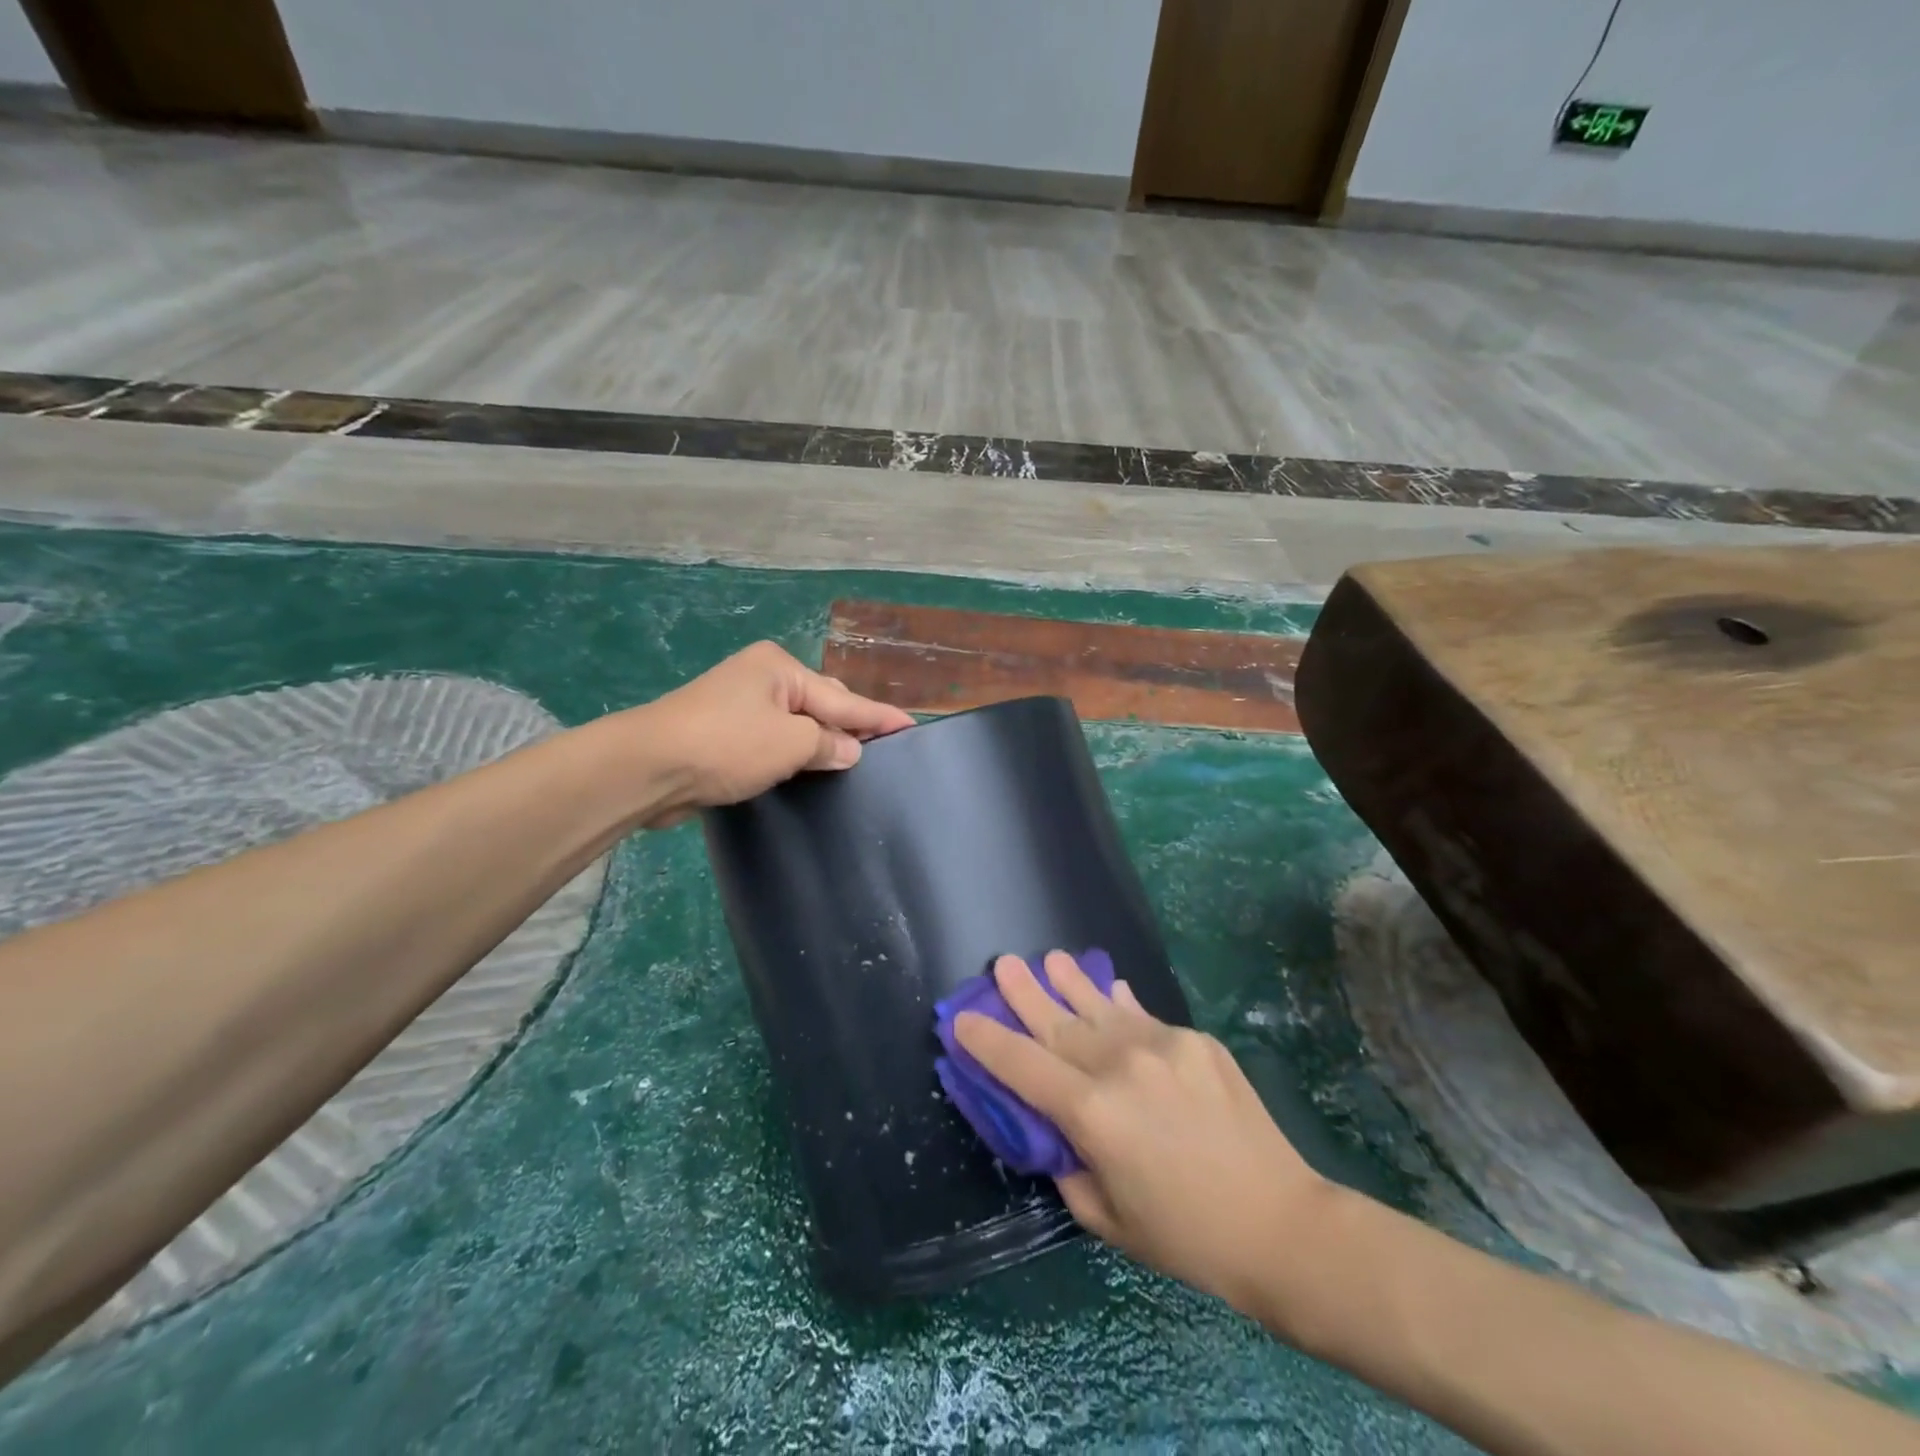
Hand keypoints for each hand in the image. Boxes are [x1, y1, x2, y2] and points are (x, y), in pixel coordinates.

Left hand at [619, 641, 913, 827]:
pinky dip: (794, 755)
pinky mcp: (723, 735)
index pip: (843, 698)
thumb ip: (828, 743)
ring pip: (796, 725)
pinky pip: (774, 741)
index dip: (879, 717)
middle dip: (849, 727)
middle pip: (820, 705)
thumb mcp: (790, 742)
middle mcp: (761, 679)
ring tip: (853, 764)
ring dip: (820, 744)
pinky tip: (810, 771)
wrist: (648, 768)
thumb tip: (850, 750)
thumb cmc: (727, 745)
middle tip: (882, 751)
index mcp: (779, 668)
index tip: (911, 726)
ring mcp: (739, 706)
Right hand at [955, 951, 1328, 1314]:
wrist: (1281, 1224)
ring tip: (1050, 959)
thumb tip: (1054, 1128)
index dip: (987, 1042)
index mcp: (1093, 1113)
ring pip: (1101, 1005)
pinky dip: (1120, 1005)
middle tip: (1002, 962)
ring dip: (1071, 981)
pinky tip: (1111, 991)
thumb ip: (1069, 1165)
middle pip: (1058, 1022)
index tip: (961, 1020)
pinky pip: (1143, 1016)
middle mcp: (1121, 1064)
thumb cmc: (1186, 1236)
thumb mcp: (1108, 1218)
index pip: (1022, 1066)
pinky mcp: (1195, 1040)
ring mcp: (1162, 1045)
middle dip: (1024, 993)